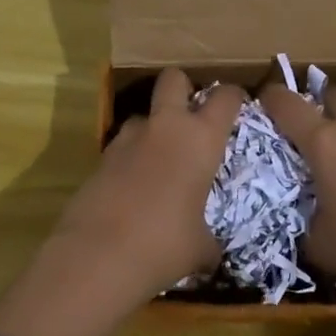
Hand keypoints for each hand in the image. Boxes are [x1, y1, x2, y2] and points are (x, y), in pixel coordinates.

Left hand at [46, 67, 245, 299]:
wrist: (97, 256)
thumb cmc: (164, 245)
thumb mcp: (200, 248)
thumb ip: (209, 240)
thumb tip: (211, 254)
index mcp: (200, 139)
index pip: (225, 98)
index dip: (234, 96)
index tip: (239, 105)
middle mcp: (165, 128)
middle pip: (173, 79)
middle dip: (183, 87)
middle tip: (192, 112)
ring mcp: (127, 140)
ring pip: (142, 114)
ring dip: (153, 127)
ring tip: (161, 159)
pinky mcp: (99, 159)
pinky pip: (122, 147)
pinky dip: (132, 158)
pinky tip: (135, 187)